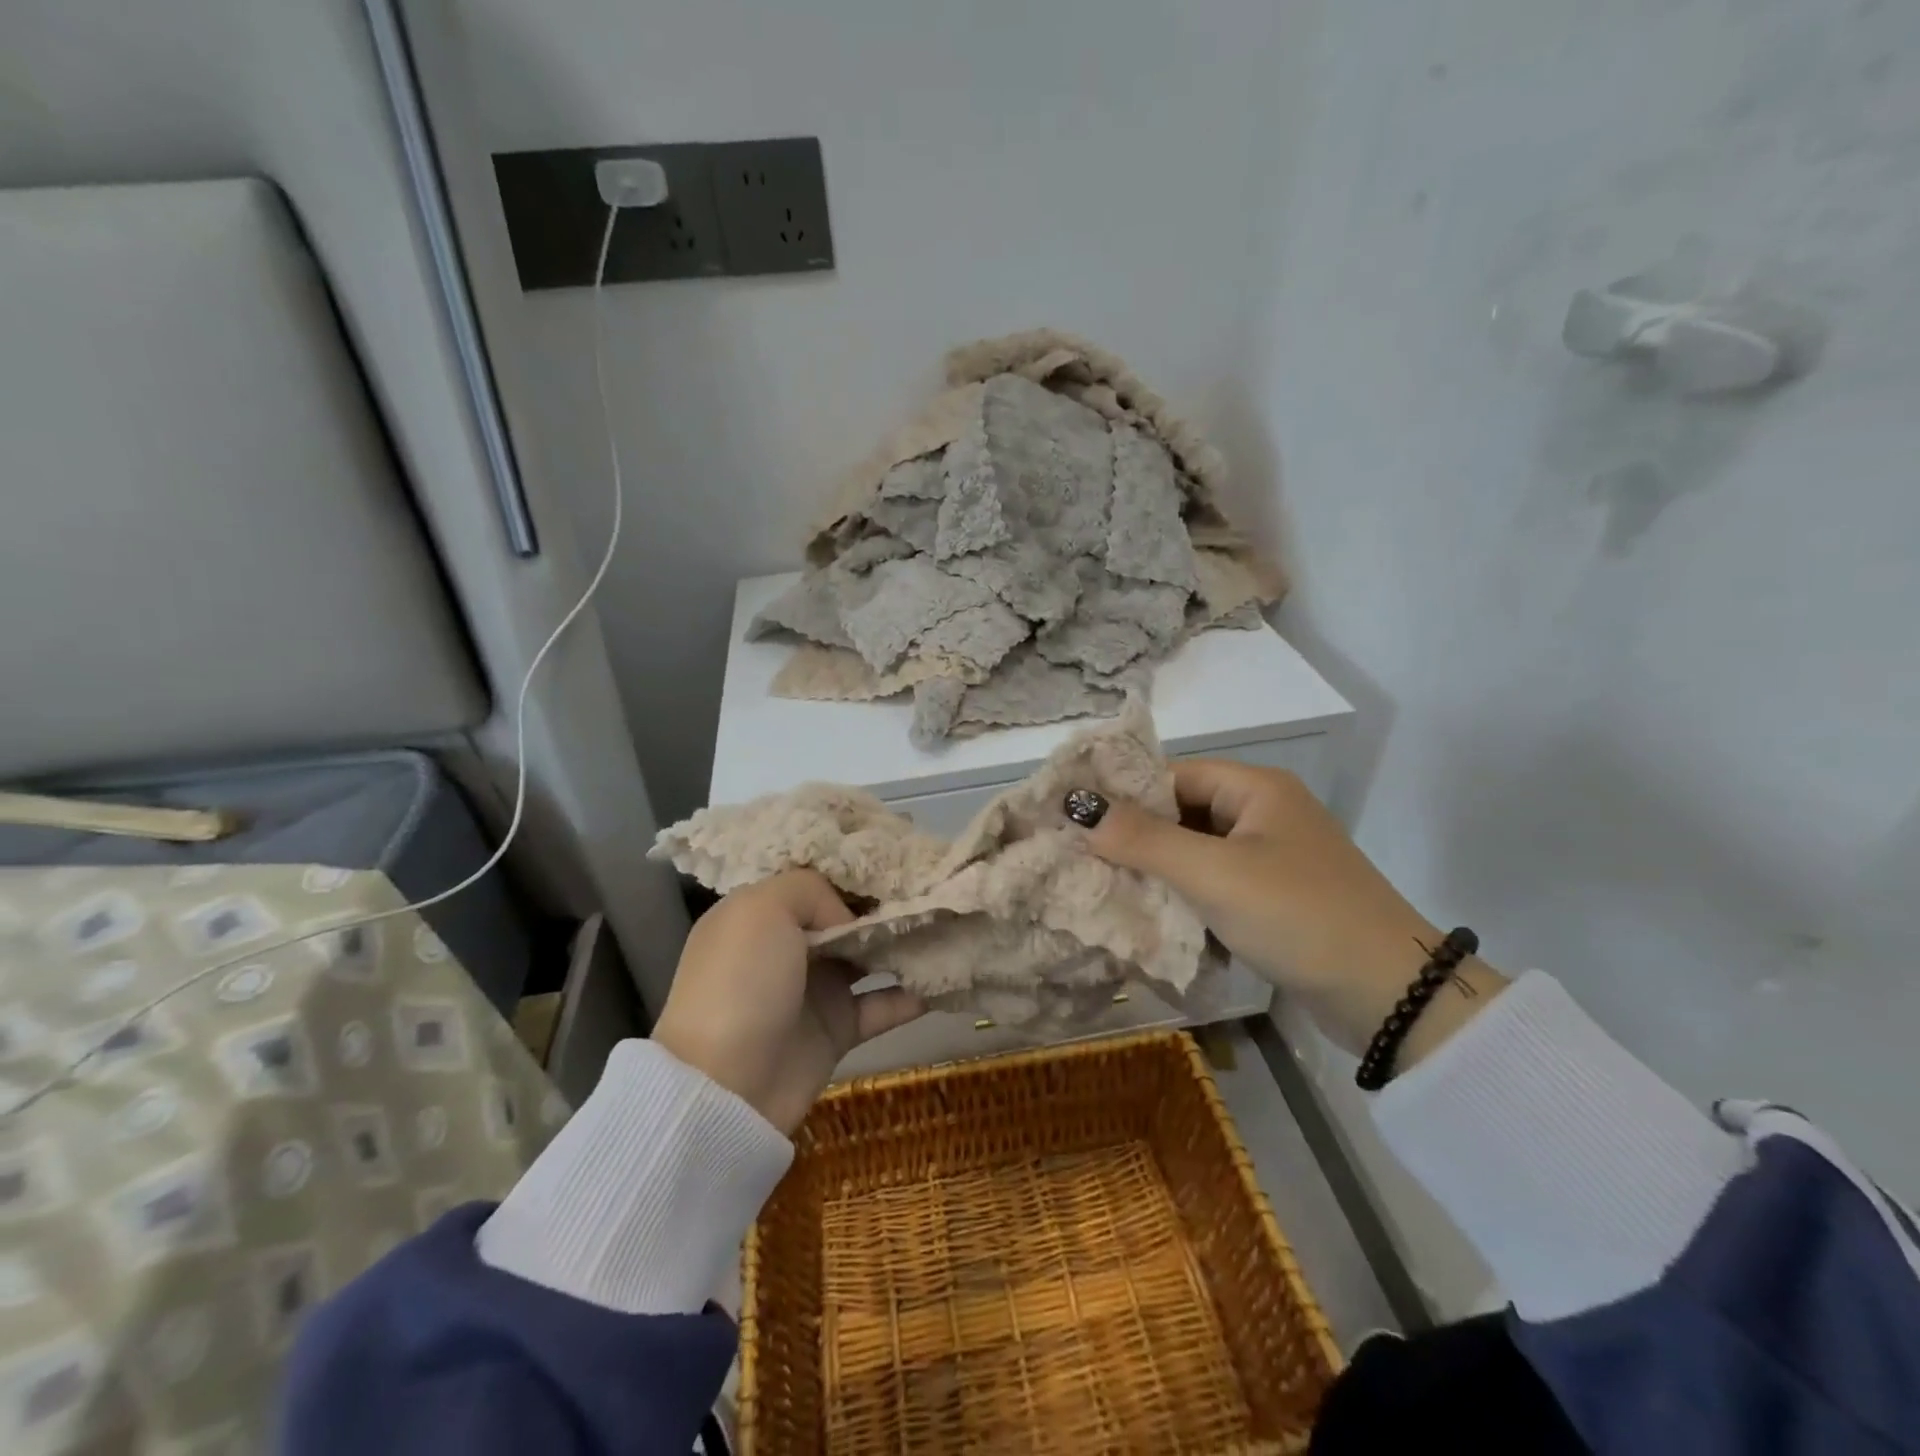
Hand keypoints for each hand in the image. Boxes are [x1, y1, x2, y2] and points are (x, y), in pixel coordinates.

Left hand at [651, 870, 925, 1133]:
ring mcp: (814, 988)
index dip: (854, 870)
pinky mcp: (838, 1029)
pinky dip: (915, 993)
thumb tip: (850, 920)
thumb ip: (811, 890)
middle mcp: (789, 946)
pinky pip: (884, 1004)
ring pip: (871, 956)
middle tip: (937, 885)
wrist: (725, 1088)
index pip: (815, 880)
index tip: (898, 858)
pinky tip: (950, 975)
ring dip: (907, 943)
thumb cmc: (741, 983)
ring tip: (951, 923)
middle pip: (848, 916)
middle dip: (888, 902)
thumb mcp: (762, 909)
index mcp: (762, 913)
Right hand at [1084, 760, 1505, 1064]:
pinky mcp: (1275, 898)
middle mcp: (1264, 814)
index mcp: (1256, 788)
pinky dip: (1185, 897)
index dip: (1123, 795)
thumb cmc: (1297, 916)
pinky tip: (1152, 916)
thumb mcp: (1213, 874)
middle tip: (1083, 861)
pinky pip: (1215, 884)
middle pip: (1182, 813)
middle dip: (1136, 838)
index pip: (1171, 775)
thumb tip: (1078, 806)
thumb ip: (1143, 839)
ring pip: (1196, 852)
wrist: (1391, 998)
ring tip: (1106, 889)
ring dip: (1158, 872)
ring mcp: (1271, 858)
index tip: (1075, 821)